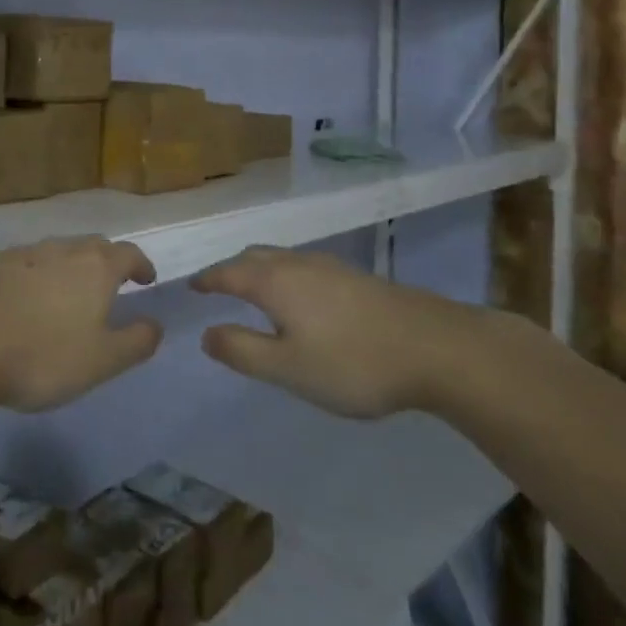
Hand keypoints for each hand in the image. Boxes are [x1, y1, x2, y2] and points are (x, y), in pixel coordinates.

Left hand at [0, 236, 160, 411]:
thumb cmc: (41, 356)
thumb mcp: (100, 361)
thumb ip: (135, 342)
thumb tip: (156, 325)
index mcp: (95, 268)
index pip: (128, 254)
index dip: (141, 265)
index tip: (146, 279)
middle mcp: (61, 250)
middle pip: (92, 246)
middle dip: (107, 261)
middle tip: (110, 285)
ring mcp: (22, 254)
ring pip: (56, 251)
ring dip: (69, 266)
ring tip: (68, 293)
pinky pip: (24, 263)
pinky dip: (36, 275)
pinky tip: (25, 298)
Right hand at [192, 247, 495, 418]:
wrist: (435, 347)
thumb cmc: (352, 362)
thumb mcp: (288, 368)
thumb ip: (242, 350)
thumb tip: (206, 333)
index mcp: (273, 281)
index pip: (227, 273)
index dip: (207, 280)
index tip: (191, 286)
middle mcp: (297, 263)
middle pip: (253, 257)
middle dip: (231, 269)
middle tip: (217, 286)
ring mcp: (329, 266)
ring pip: (280, 258)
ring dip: (258, 268)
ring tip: (253, 289)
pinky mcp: (355, 276)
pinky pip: (303, 265)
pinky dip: (284, 274)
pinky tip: (300, 297)